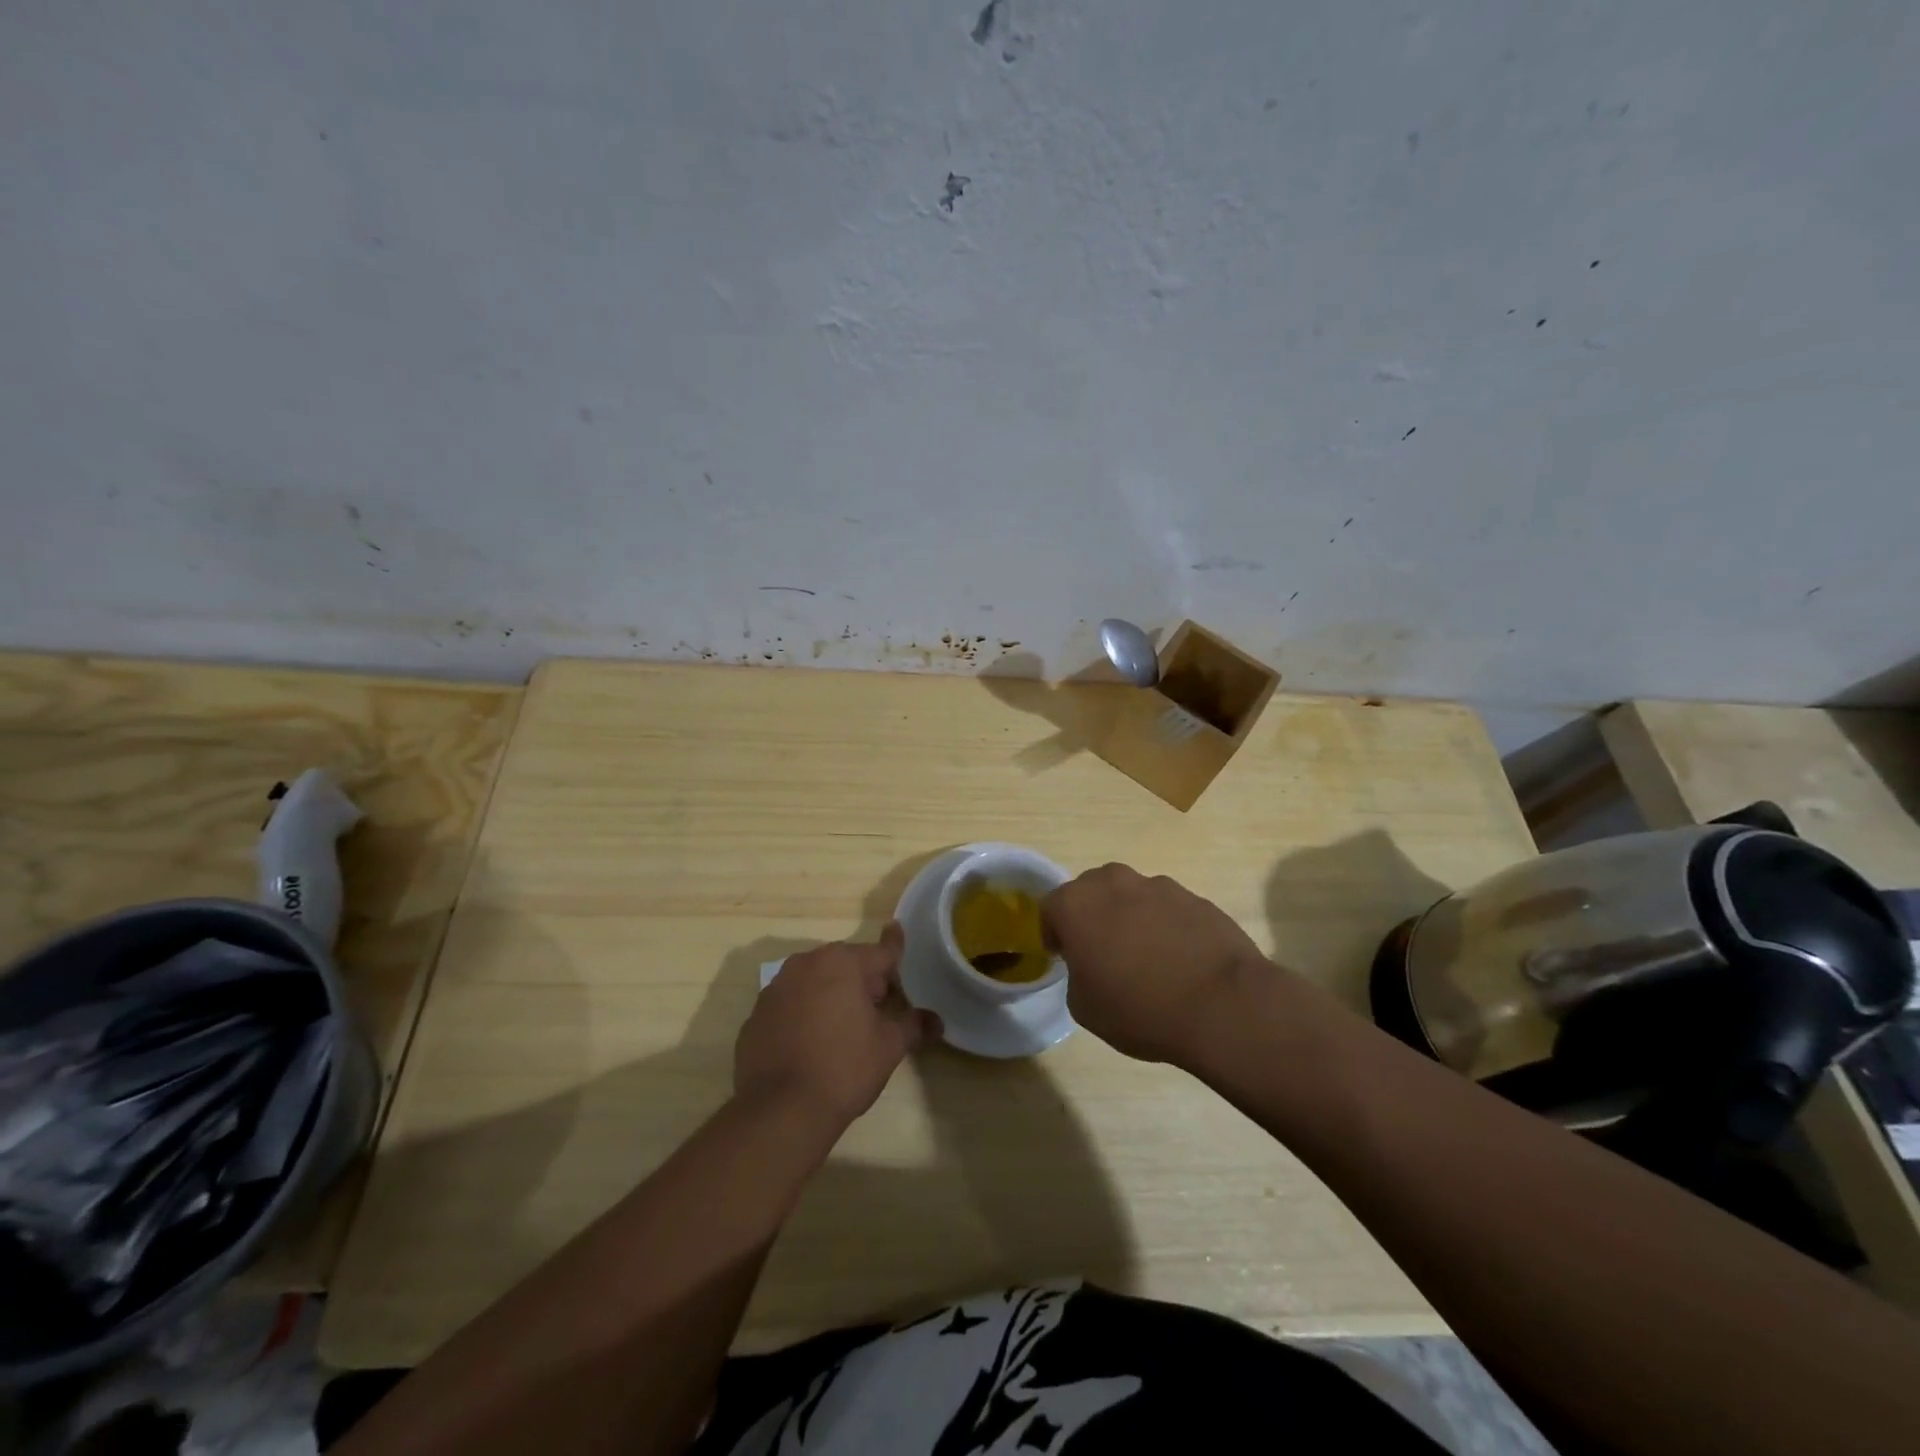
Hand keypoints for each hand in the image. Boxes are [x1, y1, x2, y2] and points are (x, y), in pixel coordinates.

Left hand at [733, 924, 938, 1129]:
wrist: (779, 1110)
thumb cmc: (843, 1068)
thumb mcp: (888, 1047)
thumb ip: (913, 1025)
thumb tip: (936, 1021)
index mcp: (843, 963)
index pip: (880, 951)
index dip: (894, 946)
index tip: (897, 930)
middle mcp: (806, 964)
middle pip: (845, 964)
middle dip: (863, 979)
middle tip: (878, 1007)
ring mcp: (776, 988)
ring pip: (814, 981)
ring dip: (831, 993)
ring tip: (844, 1026)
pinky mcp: (756, 1015)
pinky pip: (790, 1004)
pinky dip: (803, 1013)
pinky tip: (811, 1042)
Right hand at [1042, 864, 1266, 1064]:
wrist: (1222, 1004)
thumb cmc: (1139, 1008)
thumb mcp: (1084, 1007)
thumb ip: (1077, 974)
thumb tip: (1092, 966)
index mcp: (1077, 904)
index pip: (1050, 908)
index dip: (1054, 934)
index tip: (1065, 958)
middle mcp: (1114, 883)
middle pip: (1091, 891)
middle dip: (1091, 916)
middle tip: (1102, 954)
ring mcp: (1159, 886)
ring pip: (1131, 896)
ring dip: (1130, 918)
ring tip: (1147, 960)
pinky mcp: (1196, 898)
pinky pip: (1168, 909)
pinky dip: (1165, 927)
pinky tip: (1179, 961)